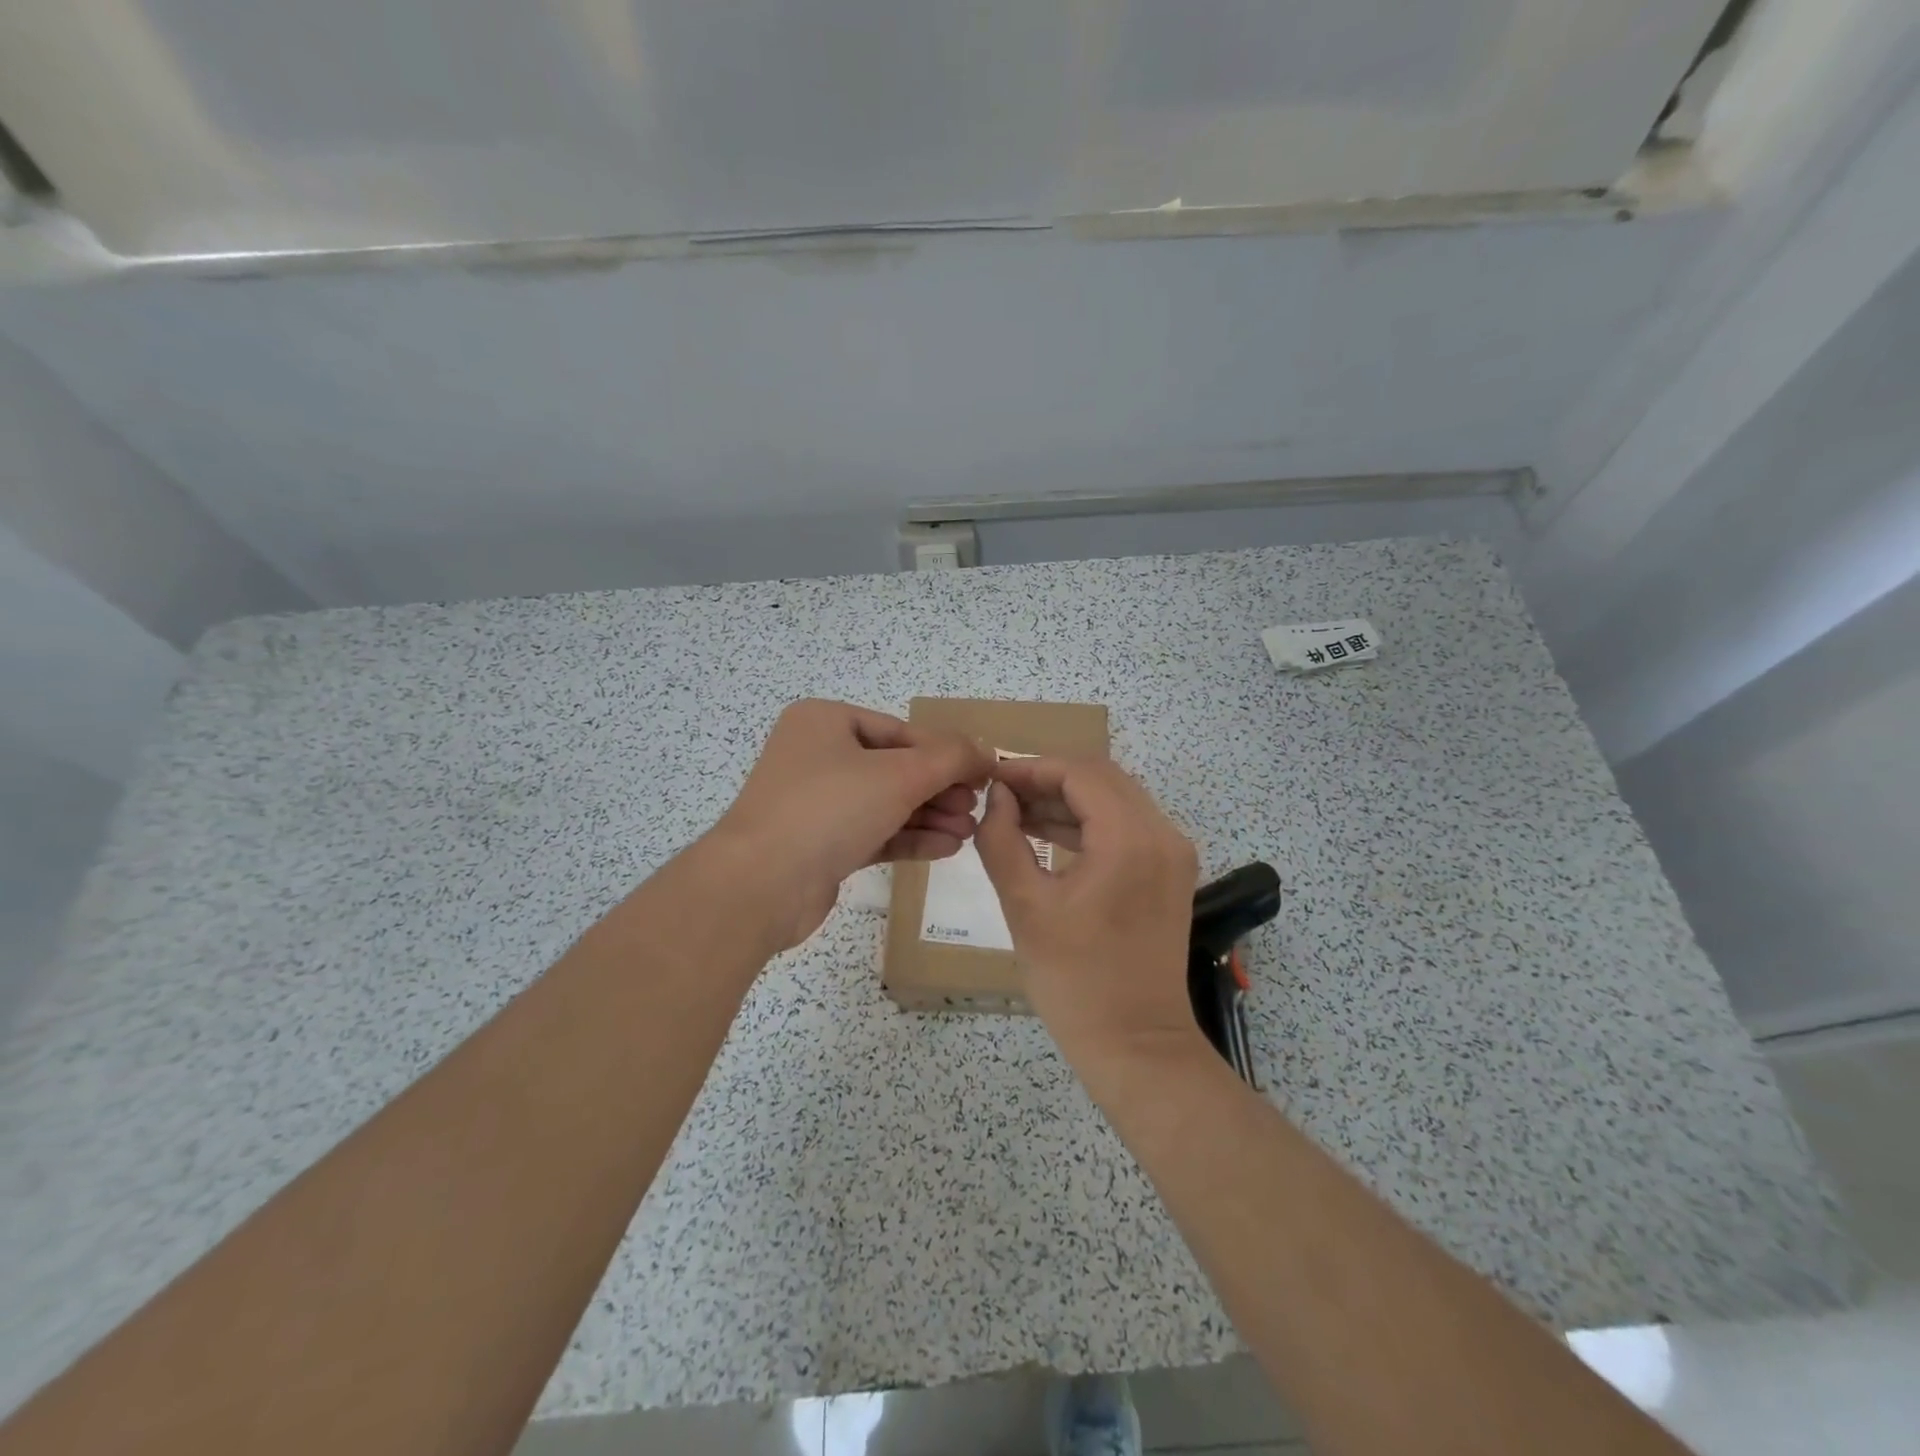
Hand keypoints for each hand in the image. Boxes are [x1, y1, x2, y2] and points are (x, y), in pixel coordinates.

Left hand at [707, 699, 994, 949]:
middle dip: (939, 789)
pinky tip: (947, 848)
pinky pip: (874, 833)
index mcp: (825, 722)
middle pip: (895, 768)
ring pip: (886, 803)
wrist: (760, 885)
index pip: (901, 732)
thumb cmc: (830, 809)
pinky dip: (909, 837)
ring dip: (930, 815)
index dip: (947, 753)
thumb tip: (986, 751)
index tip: (985, 775)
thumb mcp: (900, 774)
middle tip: (975, 807)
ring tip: (968, 832)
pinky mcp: (820, 845)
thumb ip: (950, 758)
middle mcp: (817, 756)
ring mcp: (816, 803)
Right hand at [973, 757, 1201, 1067]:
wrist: (1137, 1044)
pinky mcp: (1170, 874)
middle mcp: (1162, 834)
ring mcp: (1172, 854)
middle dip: (1049, 779)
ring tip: (1017, 814)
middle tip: (1002, 794)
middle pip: (1102, 779)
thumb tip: (997, 799)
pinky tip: (1049, 834)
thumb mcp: (1024, 906)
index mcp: (1130, 838)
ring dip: (1068, 801)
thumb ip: (1002, 840)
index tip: (992, 778)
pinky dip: (1089, 824)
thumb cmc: (1074, 980)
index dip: (1032, 768)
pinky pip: (1127, 827)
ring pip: (1115, 800)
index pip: (1080, 773)